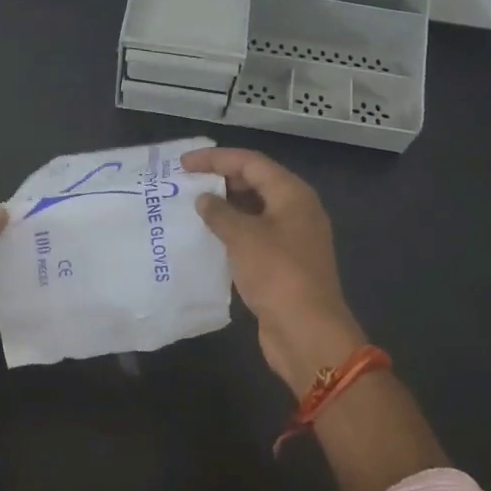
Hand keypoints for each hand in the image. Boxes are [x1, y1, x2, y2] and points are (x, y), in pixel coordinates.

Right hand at [180, 147, 364, 396]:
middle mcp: (296, 209)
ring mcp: (292, 237)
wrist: (307, 332)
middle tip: (186, 183)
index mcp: (292, 194)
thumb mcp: (243, 237)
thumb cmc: (277, 274)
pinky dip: (233, 231)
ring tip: (192, 207)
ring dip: (225, 206)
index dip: (216, 158)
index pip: (251, 162)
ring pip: (255, 209)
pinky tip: (209, 237)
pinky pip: (255, 234)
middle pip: (256, 182)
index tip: (183, 163)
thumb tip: (204, 199)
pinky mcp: (284, 262)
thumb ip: (220, 212)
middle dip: (221, 179)